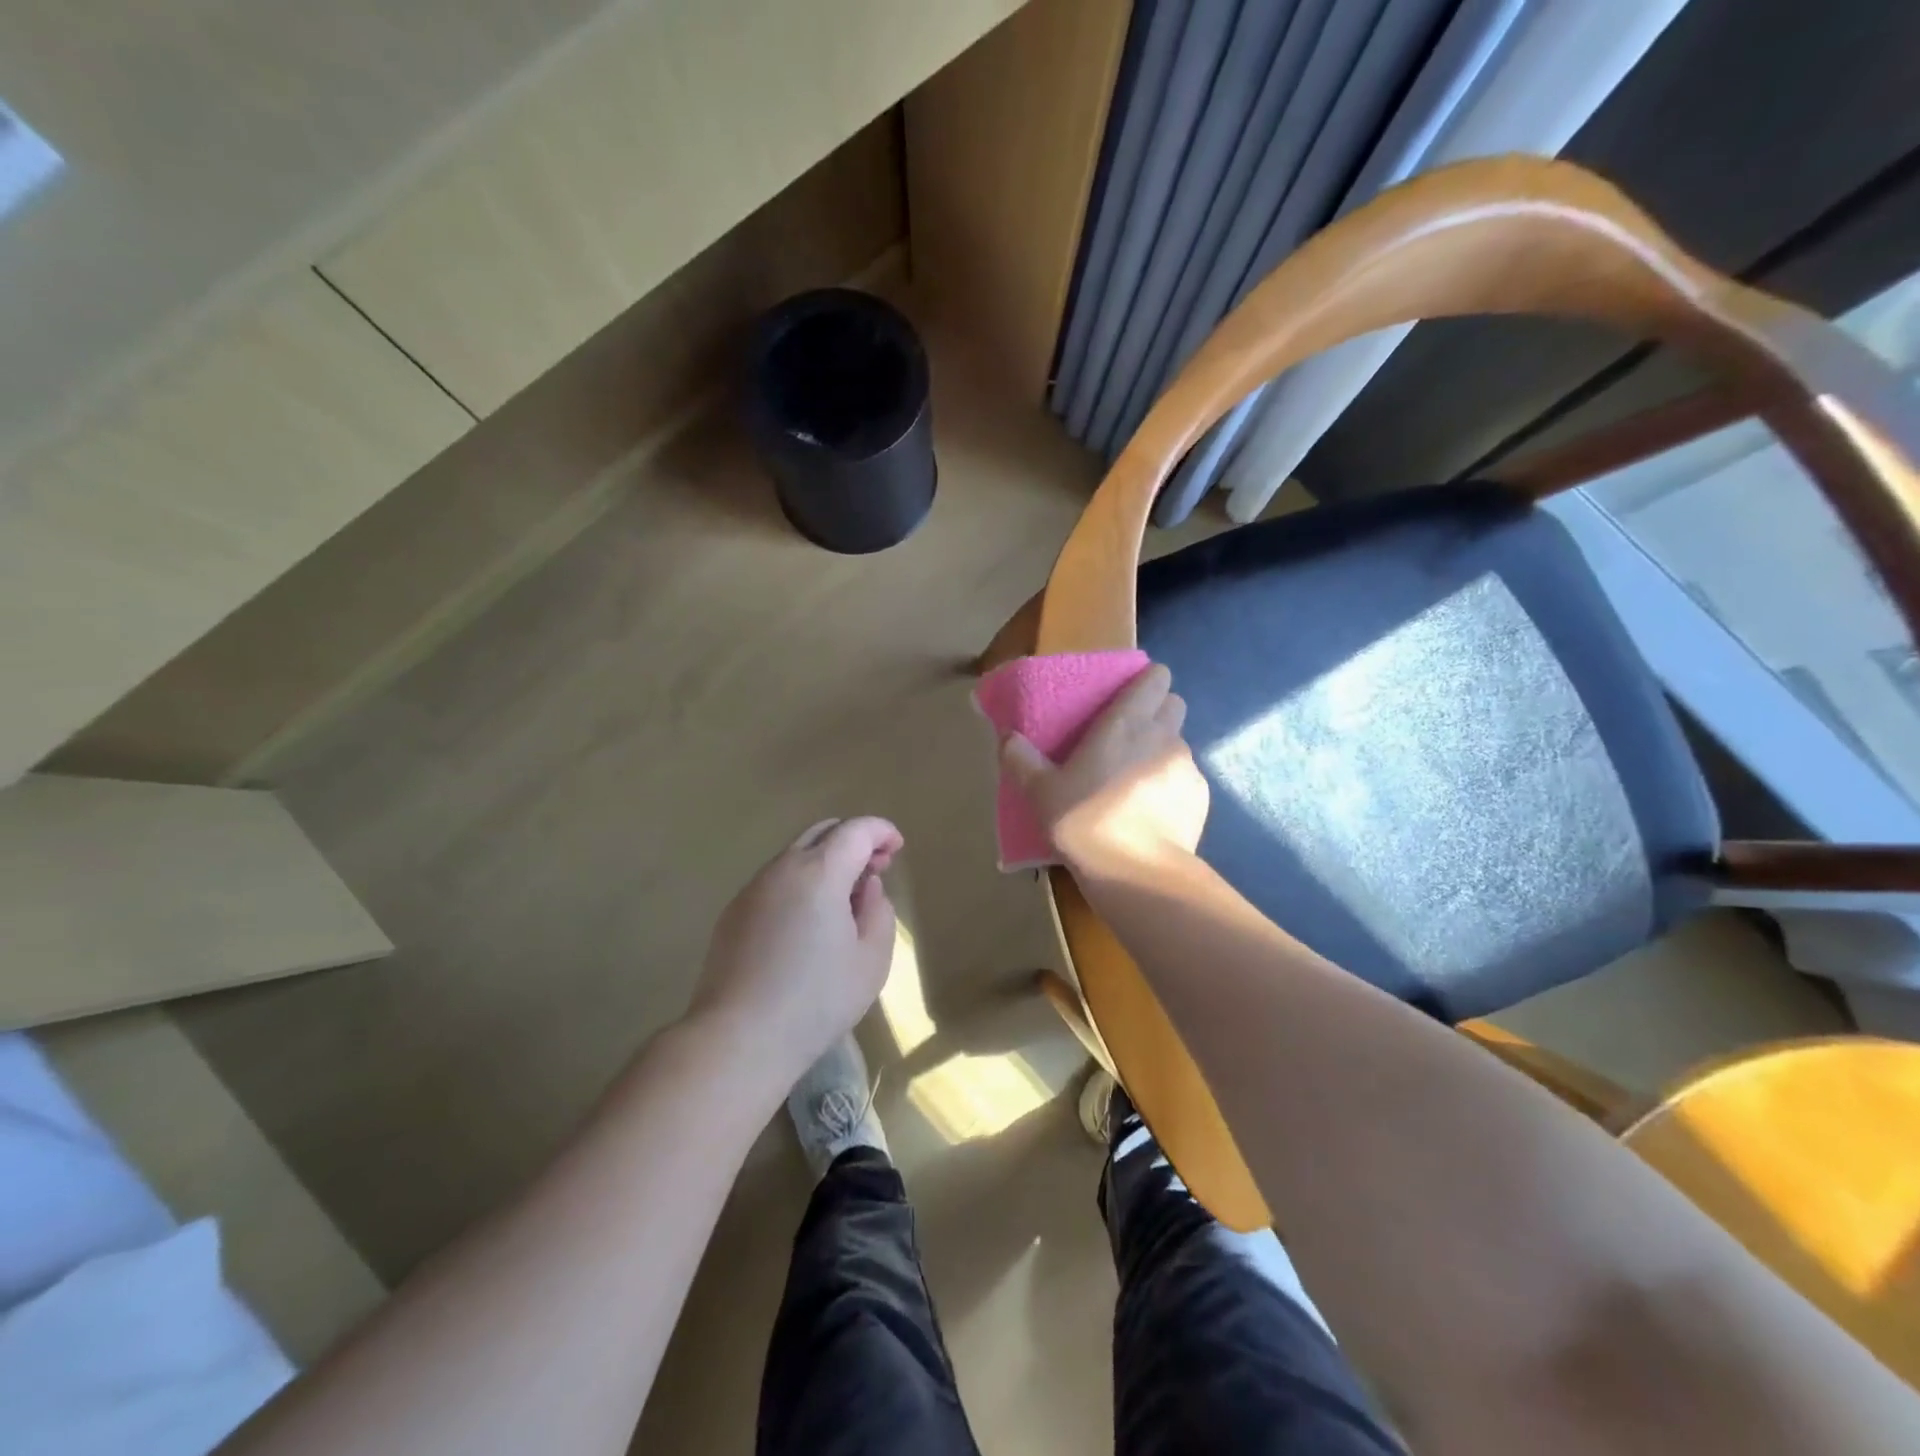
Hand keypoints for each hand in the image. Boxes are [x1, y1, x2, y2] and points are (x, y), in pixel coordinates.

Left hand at [690, 816, 902, 1081]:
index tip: (897, 848)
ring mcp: (751, 890)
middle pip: (821, 833)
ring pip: (795, 856)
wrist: (738, 1038)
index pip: (856, 831)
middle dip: (853, 841)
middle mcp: (782, 869)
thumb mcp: (871, 960)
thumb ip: (878, 912)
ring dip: (825, 863)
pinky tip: (807, 923)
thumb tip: (866, 888)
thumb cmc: (816, 1000)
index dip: (881, 831)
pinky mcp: (732, 914)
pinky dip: (800, 884)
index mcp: (820, 872)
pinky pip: (775, 882)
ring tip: (843, 901)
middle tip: (874, 869)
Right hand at [1002, 663, 1207, 872]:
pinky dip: (1171, 785)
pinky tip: (1151, 810)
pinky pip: (1186, 778)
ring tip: (1135, 780)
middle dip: (1157, 710)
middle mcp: (1163, 736)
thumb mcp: (1040, 792)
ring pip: (1179, 742)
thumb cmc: (1085, 821)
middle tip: (1128, 736)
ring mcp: (1187, 766)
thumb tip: (1007, 737)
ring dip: (1161, 751)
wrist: (1137, 873)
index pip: (1156, 677)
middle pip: (1174, 703)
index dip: (1146, 680)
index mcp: (1126, 723)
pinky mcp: (1201, 797)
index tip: (1127, 694)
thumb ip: (1021, 759)